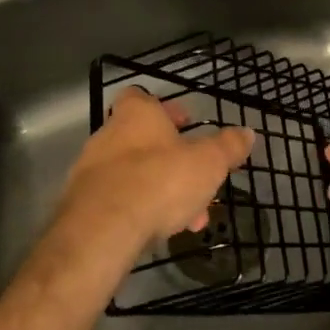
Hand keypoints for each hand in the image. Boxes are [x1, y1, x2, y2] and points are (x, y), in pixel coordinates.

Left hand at [39, 89, 254, 297]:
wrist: (102, 230)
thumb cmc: (160, 181)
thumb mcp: (208, 163)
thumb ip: (228, 146)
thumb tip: (247, 133)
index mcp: (136, 115)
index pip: (144, 98)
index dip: (166, 110)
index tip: (187, 126)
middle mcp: (108, 135)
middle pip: (144, 141)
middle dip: (173, 162)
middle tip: (198, 181)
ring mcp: (90, 170)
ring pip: (135, 175)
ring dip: (161, 191)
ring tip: (189, 217)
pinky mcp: (82, 204)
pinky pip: (119, 201)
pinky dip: (141, 211)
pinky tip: (162, 231)